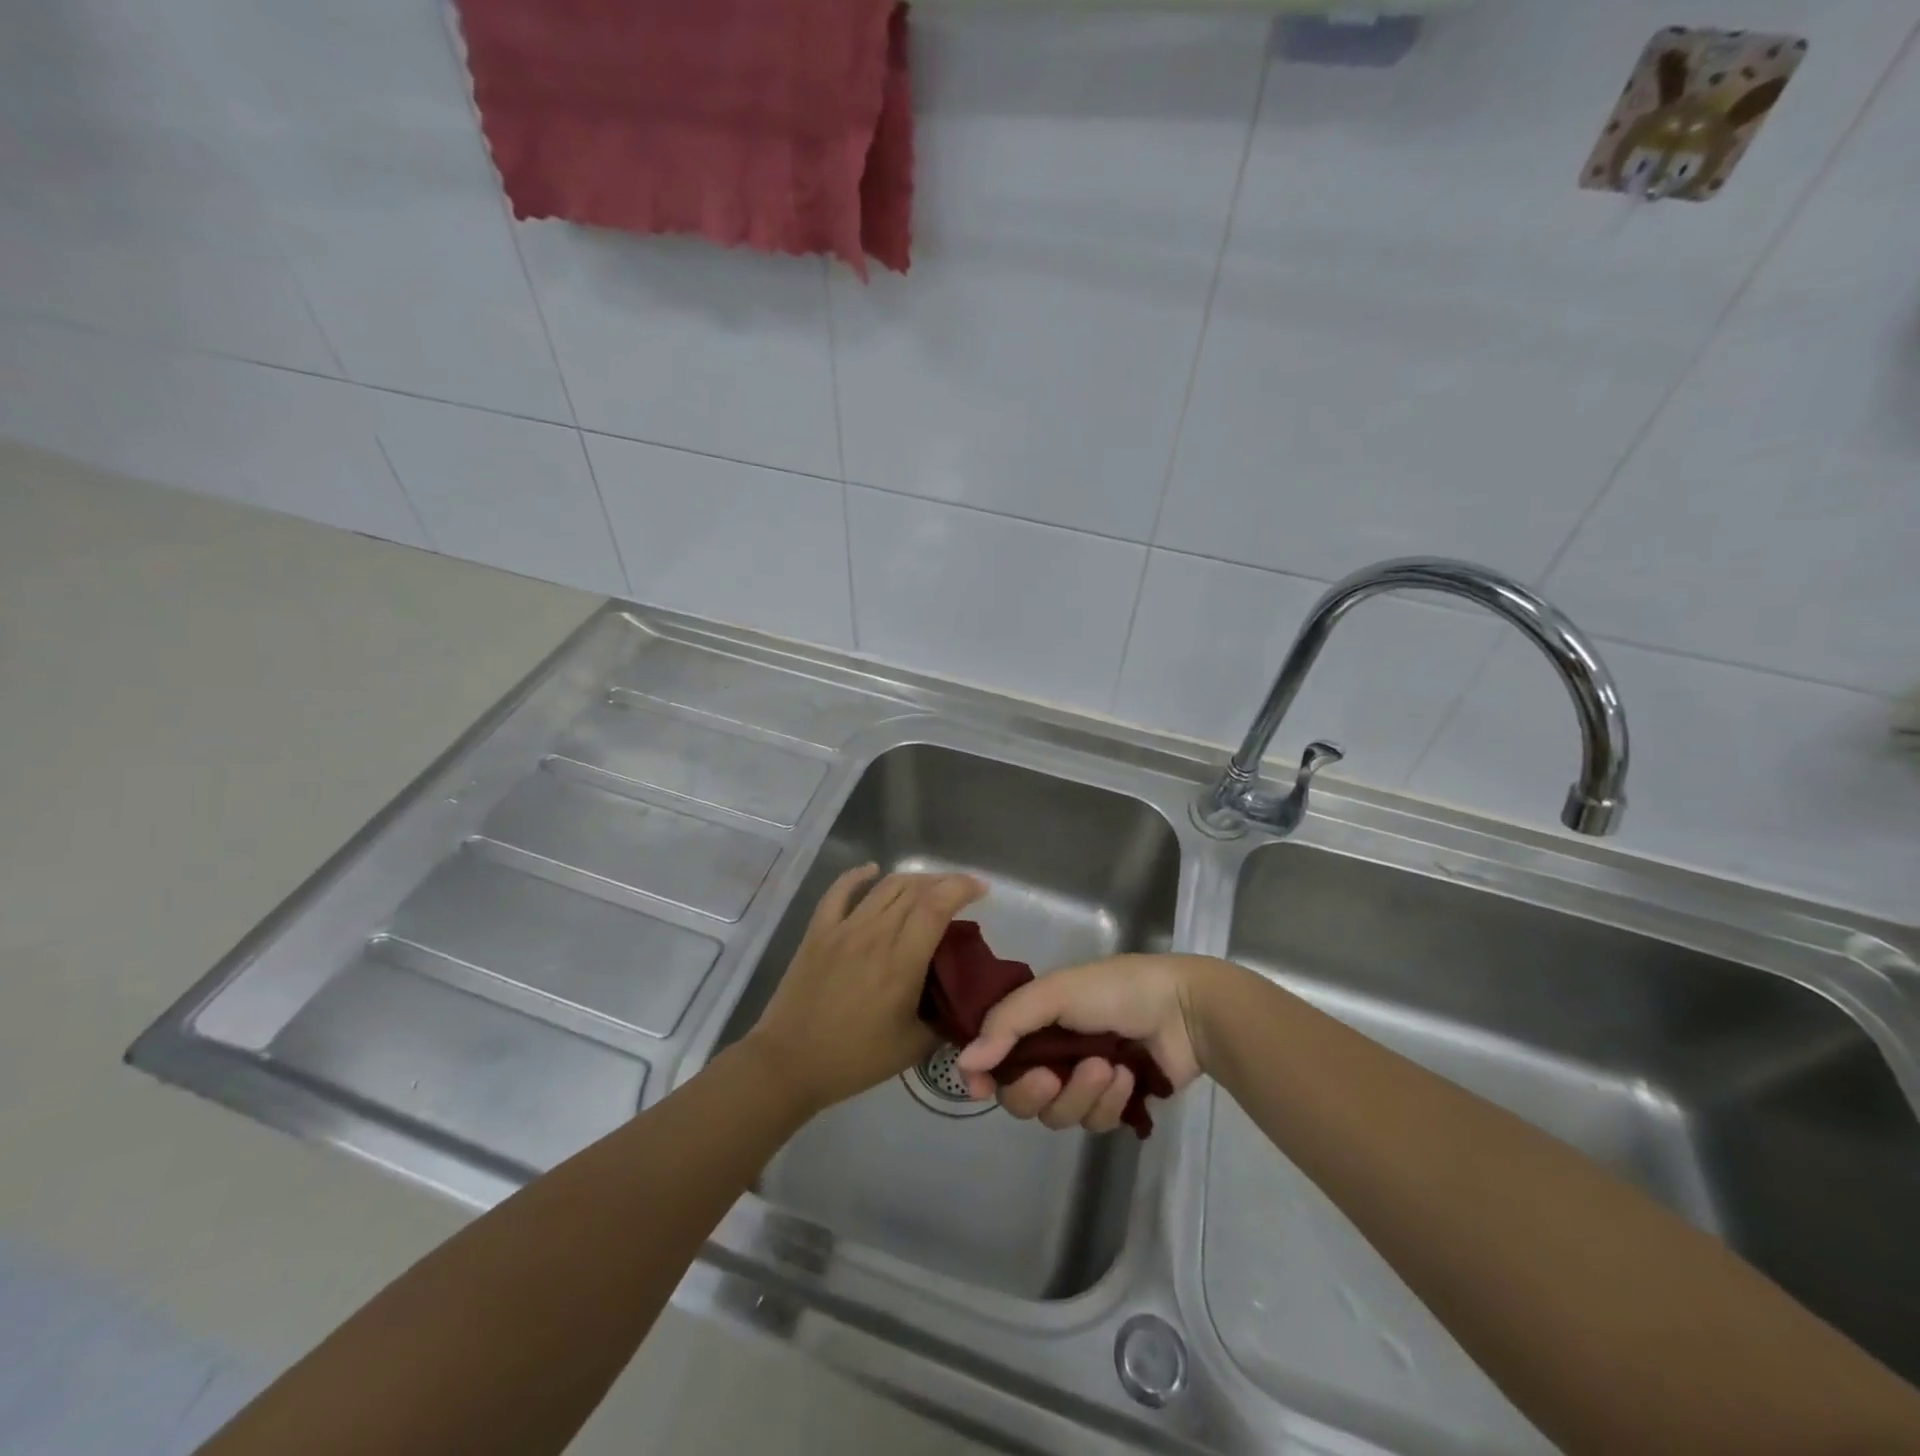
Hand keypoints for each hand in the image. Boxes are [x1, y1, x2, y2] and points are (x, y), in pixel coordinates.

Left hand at [747, 864, 985, 1115]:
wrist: (788, 1064)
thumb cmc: (854, 1059)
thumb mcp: (913, 1047)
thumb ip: (944, 1017)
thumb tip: (963, 999)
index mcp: (901, 962)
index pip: (937, 906)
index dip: (962, 888)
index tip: (981, 890)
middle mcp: (874, 935)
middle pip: (915, 890)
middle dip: (944, 883)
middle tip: (961, 892)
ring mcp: (843, 929)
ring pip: (884, 887)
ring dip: (913, 880)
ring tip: (929, 887)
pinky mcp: (818, 932)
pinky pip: (839, 891)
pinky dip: (858, 876)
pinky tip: (872, 870)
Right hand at [954, 953, 1223, 1131]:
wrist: (1184, 1010)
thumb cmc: (1116, 990)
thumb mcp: (1056, 993)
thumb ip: (1007, 1024)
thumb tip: (965, 1063)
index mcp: (1036, 1020)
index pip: (994, 1056)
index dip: (983, 1074)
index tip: (980, 1086)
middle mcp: (1053, 1052)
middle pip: (1020, 1097)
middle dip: (1034, 1091)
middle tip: (1054, 1076)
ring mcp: (1084, 1081)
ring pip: (1058, 1116)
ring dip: (1081, 1094)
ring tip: (1108, 1067)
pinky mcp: (1115, 1104)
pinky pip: (1095, 1123)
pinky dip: (1111, 1101)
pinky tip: (1129, 1075)